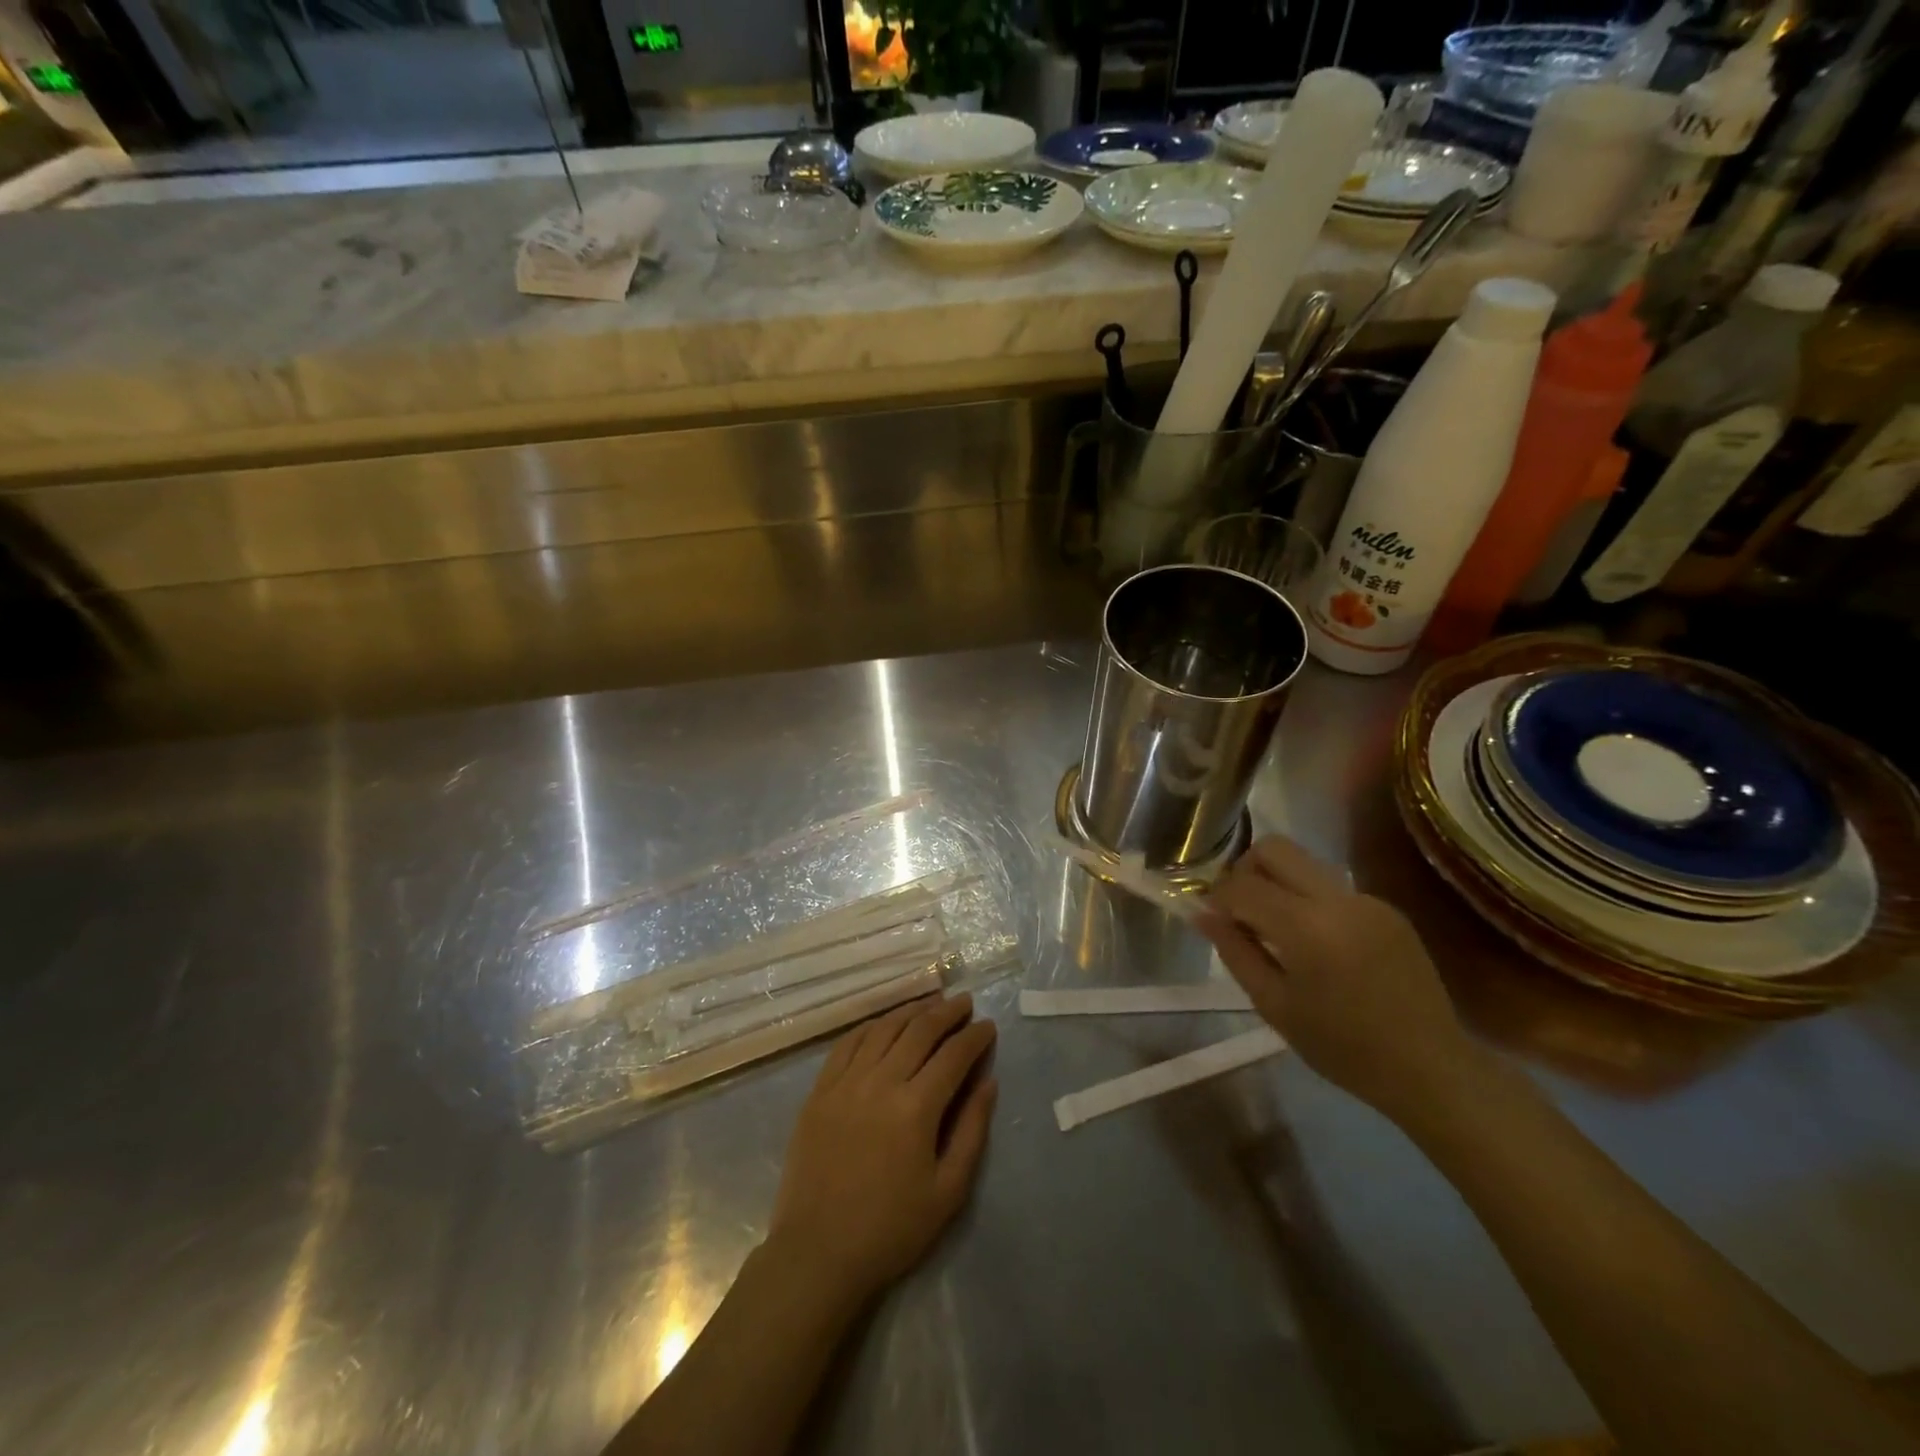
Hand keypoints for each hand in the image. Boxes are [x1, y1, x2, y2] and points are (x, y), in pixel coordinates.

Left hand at [768, 994, 997, 1304]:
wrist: (817, 1253)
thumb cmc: (891, 1229)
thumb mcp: (948, 1191)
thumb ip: (972, 1130)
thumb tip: (988, 1082)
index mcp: (916, 1107)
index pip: (953, 1055)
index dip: (975, 1037)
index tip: (988, 1025)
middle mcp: (881, 1081)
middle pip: (920, 1030)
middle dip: (947, 1012)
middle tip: (965, 1003)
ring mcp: (846, 1082)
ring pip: (884, 1028)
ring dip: (911, 1010)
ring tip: (931, 1003)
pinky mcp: (820, 1090)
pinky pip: (848, 1043)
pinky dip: (871, 1026)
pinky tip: (884, 1023)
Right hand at [1199, 836, 1480, 1122]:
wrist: (1430, 1069)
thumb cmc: (1342, 1047)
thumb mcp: (1274, 1005)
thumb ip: (1235, 951)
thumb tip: (1201, 913)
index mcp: (1307, 927)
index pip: (1242, 885)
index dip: (1217, 897)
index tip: (1211, 918)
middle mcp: (1338, 899)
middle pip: (1275, 849)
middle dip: (1245, 871)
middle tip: (1240, 910)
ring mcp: (1367, 899)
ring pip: (1304, 863)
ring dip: (1278, 884)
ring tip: (1276, 930)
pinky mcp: (1386, 908)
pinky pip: (1332, 887)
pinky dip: (1309, 902)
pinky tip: (1316, 944)